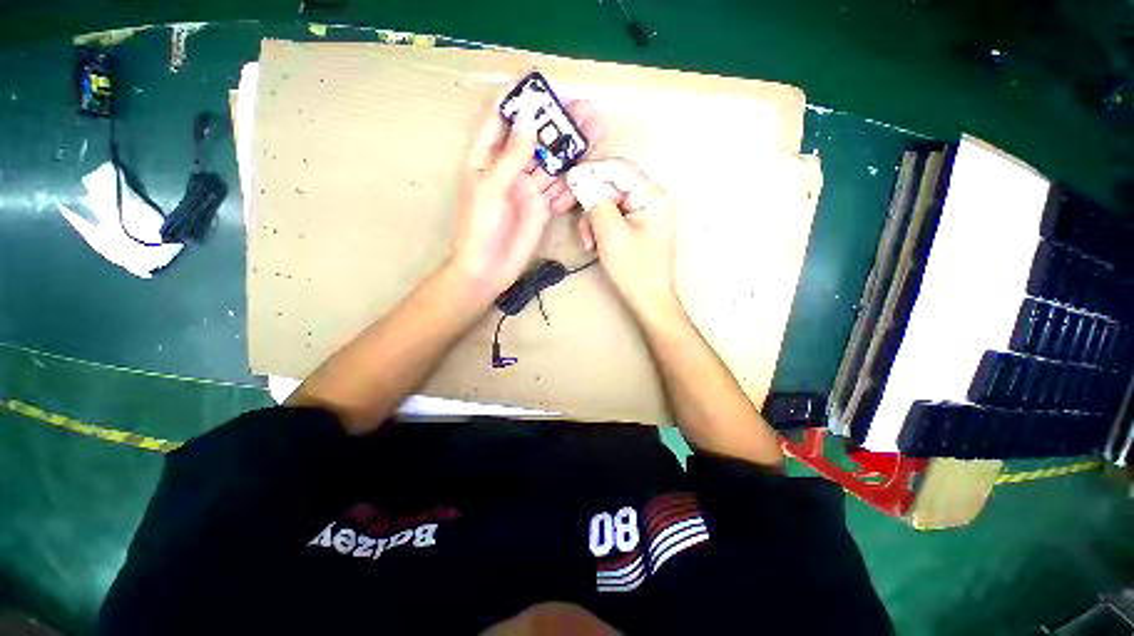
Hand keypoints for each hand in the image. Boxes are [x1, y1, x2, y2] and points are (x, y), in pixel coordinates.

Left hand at [448, 86, 604, 302]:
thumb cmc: (480, 227)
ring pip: (553, 163)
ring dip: (572, 148)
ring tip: (594, 130)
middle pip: (536, 139)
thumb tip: (528, 116)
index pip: (502, 120)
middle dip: (558, 123)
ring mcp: (529, 189)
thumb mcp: (492, 187)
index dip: (518, 100)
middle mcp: (510, 170)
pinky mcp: (543, 208)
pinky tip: (586, 169)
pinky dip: (571, 181)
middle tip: (584, 107)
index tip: (538, 80)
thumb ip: (512, 155)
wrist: (489, 268)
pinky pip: (559, 189)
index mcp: (488, 158)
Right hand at [568, 158, 680, 324]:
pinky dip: (600, 228)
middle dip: (589, 202)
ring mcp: (645, 213)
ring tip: (588, 242)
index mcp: (652, 196)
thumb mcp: (611, 234)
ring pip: (609, 203)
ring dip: (592, 219)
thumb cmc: (633, 270)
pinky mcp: (638, 226)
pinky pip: (614, 217)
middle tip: (567, 213)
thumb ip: (595, 202)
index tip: (566, 179)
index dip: (590, 170)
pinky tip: (594, 245)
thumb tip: (579, 178)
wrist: (649, 301)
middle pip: (612, 186)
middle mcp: (651, 199)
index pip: (618, 168)